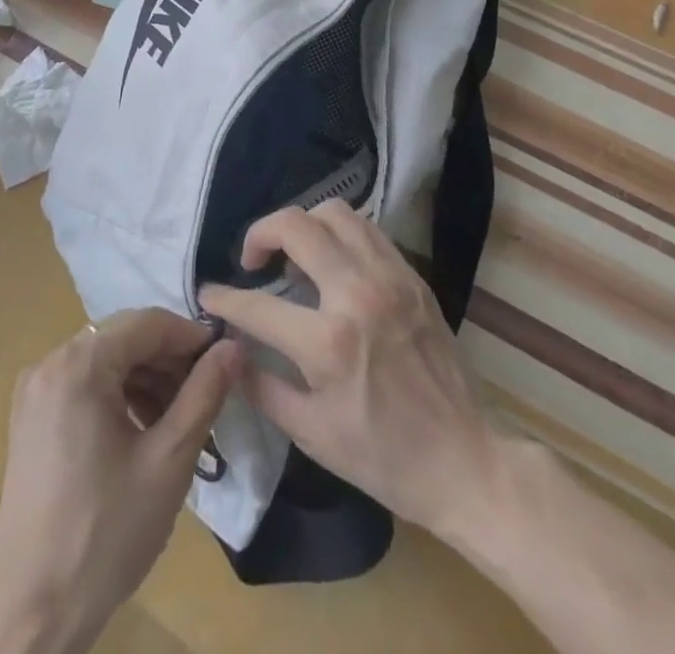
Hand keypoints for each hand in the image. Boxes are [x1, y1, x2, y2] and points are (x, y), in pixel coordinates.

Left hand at [0, 310, 240, 653]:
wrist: (32, 615)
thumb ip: (204, 394)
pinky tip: (143, 431)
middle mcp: (50, 362)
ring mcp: (35, 390)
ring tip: (180, 419)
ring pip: (106, 361)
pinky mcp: (30, 418)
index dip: (191, 336)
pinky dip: (119, 395)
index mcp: (78, 365)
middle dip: (169, 360)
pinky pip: (84, 384)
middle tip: (206, 396)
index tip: (225, 361)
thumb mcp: (168, 462)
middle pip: (124, 339)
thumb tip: (234, 346)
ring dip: (147, 379)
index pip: (147, 323)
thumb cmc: (105, 534)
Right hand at [197, 202, 498, 538]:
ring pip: (335, 213)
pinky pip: (367, 229)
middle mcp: (358, 294)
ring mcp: (390, 277)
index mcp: (329, 343)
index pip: (258, 305)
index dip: (224, 298)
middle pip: (296, 226)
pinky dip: (339, 232)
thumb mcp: (312, 434)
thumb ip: (261, 386)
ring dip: (303, 224)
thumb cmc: (384, 457)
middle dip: (261, 233)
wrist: (466, 461)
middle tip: (253, 260)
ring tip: (293, 254)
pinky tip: (332, 260)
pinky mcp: (412, 276)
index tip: (208, 294)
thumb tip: (228, 350)